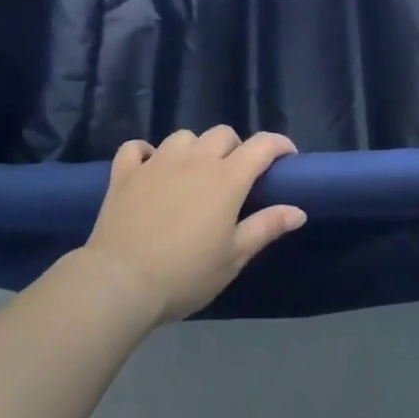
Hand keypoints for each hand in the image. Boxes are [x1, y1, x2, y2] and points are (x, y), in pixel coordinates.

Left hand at [80, 127, 305, 325]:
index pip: (261, 145)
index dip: (278, 145)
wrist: (120, 282)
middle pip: (222, 134)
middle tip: (235, 177)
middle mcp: (195, 159)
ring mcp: (157, 161)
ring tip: (193, 173)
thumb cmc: (185, 274)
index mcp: (226, 178)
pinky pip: (137, 148)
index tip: (287, 157)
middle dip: (235, 148)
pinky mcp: (126, 172)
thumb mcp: (233, 257)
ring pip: (183, 136)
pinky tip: (150, 168)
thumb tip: (298, 210)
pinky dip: (146, 153)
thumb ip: (266, 227)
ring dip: (194, 149)